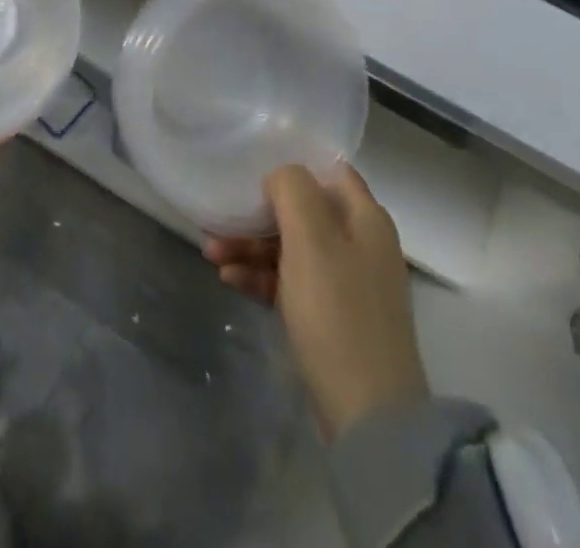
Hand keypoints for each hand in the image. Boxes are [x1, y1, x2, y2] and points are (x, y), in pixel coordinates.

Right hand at [204, 162, 428, 439]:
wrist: (368, 414)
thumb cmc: (337, 310)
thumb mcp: (311, 237)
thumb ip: (293, 190)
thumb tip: (280, 177)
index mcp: (366, 218)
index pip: (330, 171)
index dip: (294, 165)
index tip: (253, 167)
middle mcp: (360, 244)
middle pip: (304, 212)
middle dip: (259, 213)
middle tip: (219, 219)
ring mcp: (347, 284)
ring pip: (292, 248)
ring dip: (252, 247)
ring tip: (211, 254)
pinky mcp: (332, 318)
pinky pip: (291, 282)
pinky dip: (262, 277)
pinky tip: (230, 280)